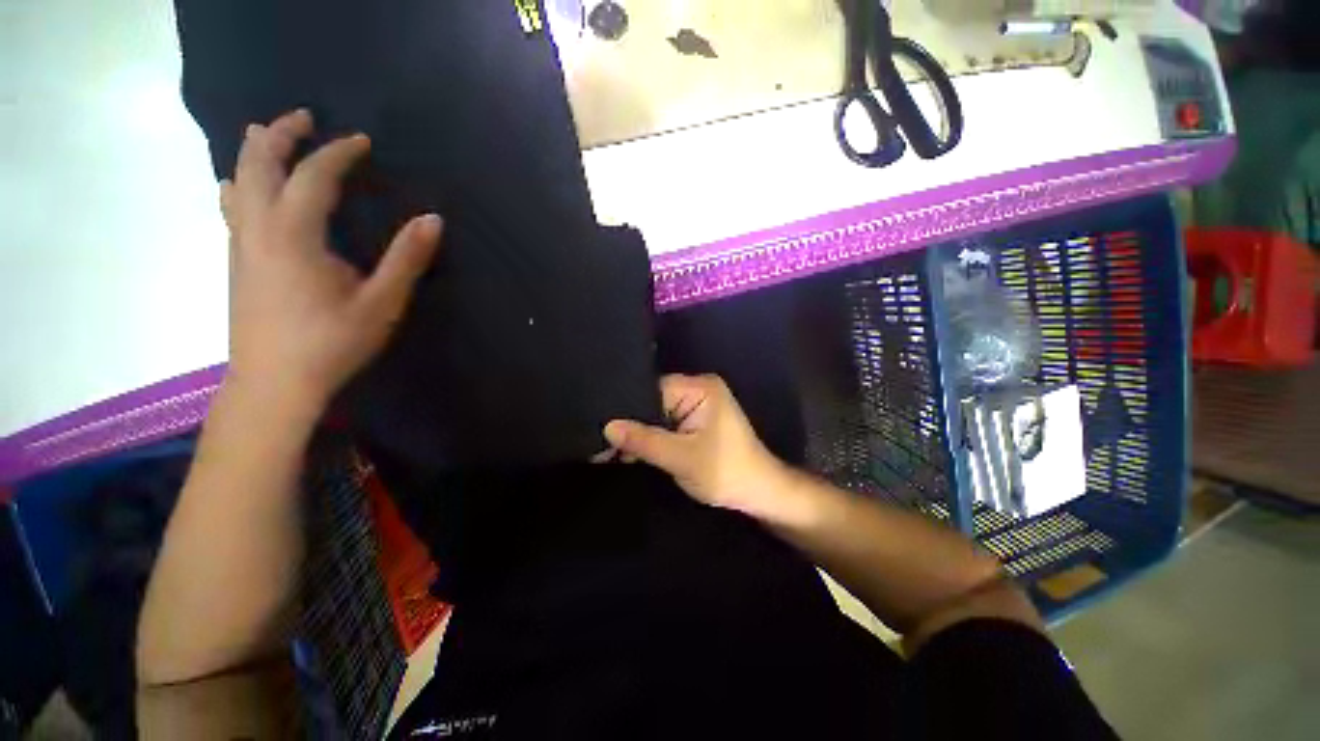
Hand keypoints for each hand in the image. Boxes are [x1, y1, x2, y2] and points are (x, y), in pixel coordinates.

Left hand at [220, 109, 442, 416]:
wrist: (274, 383)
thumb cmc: (331, 343)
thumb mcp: (381, 303)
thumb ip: (406, 259)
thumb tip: (433, 219)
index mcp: (294, 234)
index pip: (313, 175)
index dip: (338, 153)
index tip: (362, 141)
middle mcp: (258, 228)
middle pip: (258, 164)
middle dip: (281, 134)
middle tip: (304, 117)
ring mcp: (241, 244)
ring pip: (237, 181)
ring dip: (253, 152)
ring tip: (267, 134)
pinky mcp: (236, 261)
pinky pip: (232, 205)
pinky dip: (240, 182)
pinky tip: (243, 186)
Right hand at [604, 375, 790, 515]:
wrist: (758, 494)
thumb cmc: (726, 472)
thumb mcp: (681, 458)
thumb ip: (644, 441)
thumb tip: (608, 427)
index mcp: (700, 388)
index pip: (651, 389)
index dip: (626, 407)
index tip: (600, 424)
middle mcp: (697, 390)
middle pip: (652, 401)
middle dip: (630, 422)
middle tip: (599, 439)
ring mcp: (696, 406)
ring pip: (655, 415)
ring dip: (638, 433)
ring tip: (606, 447)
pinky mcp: (693, 422)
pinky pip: (664, 424)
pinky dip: (650, 438)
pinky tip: (627, 450)